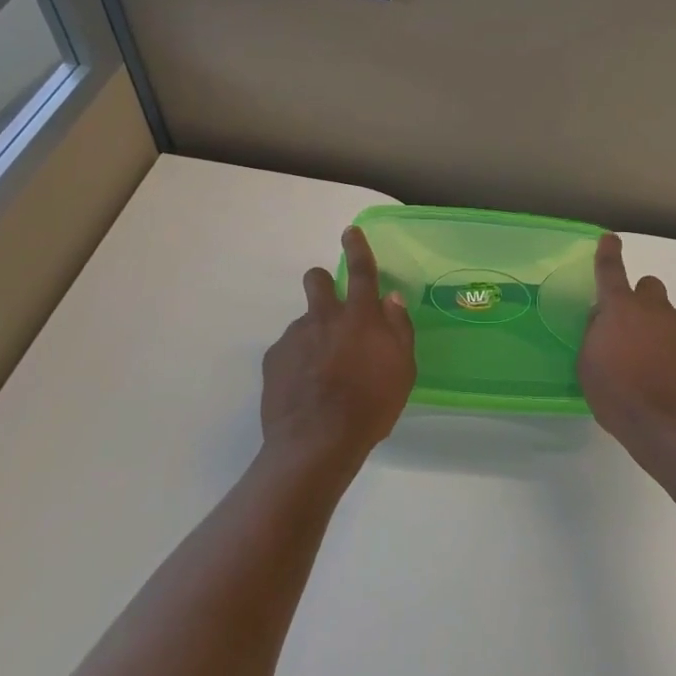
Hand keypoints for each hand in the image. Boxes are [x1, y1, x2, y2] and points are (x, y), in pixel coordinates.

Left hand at [261, 227, 415, 476]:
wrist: (317, 443)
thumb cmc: (370, 407)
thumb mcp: (402, 370)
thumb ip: (398, 329)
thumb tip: (391, 299)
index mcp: (360, 318)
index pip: (362, 271)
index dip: (358, 248)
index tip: (350, 232)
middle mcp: (325, 317)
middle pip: (317, 280)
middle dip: (322, 283)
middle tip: (332, 308)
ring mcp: (295, 337)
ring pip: (304, 322)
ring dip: (314, 335)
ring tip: (323, 373)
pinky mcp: (274, 359)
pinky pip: (288, 350)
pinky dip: (298, 362)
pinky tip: (305, 389)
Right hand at [579, 234, 675, 480]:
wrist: (675, 432)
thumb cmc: (620, 399)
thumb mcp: (589, 367)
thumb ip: (595, 335)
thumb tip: (603, 320)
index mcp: (621, 310)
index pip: (610, 271)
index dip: (608, 253)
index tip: (610, 239)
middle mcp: (655, 309)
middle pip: (649, 287)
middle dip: (640, 301)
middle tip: (632, 331)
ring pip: (671, 317)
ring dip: (661, 331)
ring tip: (655, 368)